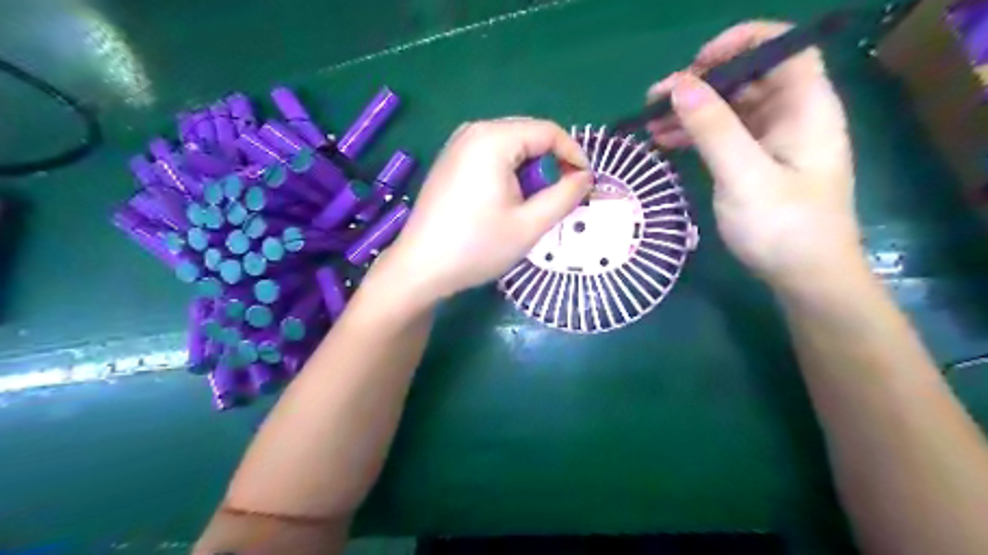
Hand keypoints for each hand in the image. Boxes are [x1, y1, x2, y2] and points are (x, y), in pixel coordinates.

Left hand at [379, 117, 592, 302]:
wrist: (420, 268)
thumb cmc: (477, 247)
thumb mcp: (530, 225)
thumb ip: (565, 196)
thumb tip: (584, 177)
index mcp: (493, 138)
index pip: (549, 131)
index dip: (574, 155)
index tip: (585, 185)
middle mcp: (473, 131)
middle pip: (529, 135)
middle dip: (550, 165)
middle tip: (557, 200)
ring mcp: (457, 144)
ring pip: (510, 147)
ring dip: (529, 172)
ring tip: (529, 207)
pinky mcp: (450, 161)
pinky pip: (491, 156)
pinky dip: (508, 174)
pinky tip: (504, 203)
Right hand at [646, 20, 862, 290]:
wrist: (804, 277)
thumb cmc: (783, 227)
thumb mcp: (745, 176)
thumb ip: (714, 129)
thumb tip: (680, 84)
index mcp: (805, 108)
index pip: (783, 49)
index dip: (742, 43)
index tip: (696, 63)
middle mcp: (791, 116)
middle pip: (747, 79)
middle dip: (701, 84)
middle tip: (656, 100)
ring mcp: (772, 142)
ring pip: (729, 110)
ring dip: (691, 112)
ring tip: (649, 125)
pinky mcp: (755, 164)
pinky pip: (723, 137)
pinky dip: (695, 136)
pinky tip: (665, 142)